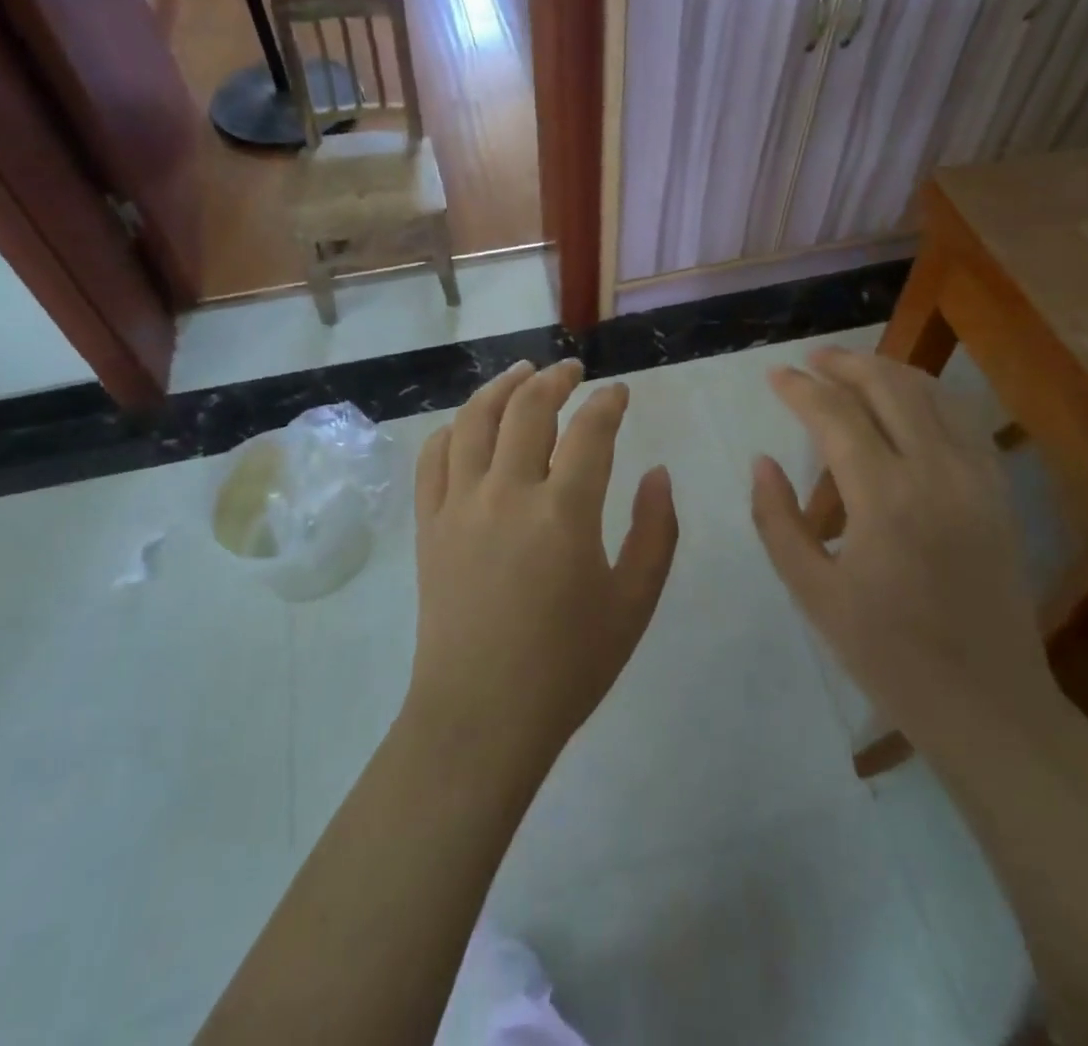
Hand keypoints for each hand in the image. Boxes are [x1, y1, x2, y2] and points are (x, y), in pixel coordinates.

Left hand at [406, 359, 679, 776]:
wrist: (481, 717)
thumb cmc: (567, 666)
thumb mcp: (633, 604)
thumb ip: (656, 532)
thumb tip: (659, 473)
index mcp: (564, 512)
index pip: (590, 431)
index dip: (608, 403)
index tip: (619, 392)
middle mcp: (507, 493)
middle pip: (528, 409)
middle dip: (555, 379)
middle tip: (572, 370)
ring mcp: (459, 505)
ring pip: (474, 420)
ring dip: (501, 387)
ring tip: (521, 373)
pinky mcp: (428, 526)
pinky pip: (432, 459)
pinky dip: (451, 429)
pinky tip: (468, 424)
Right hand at [749, 349, 1062, 752]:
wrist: (988, 703)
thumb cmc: (888, 654)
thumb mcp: (813, 593)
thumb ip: (777, 520)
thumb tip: (762, 461)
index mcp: (884, 498)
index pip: (835, 415)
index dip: (800, 388)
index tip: (774, 375)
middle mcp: (935, 472)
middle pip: (888, 386)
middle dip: (844, 363)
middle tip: (811, 359)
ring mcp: (976, 478)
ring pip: (931, 394)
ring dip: (887, 371)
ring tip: (852, 369)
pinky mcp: (998, 492)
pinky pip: (963, 421)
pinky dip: (929, 397)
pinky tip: (908, 403)